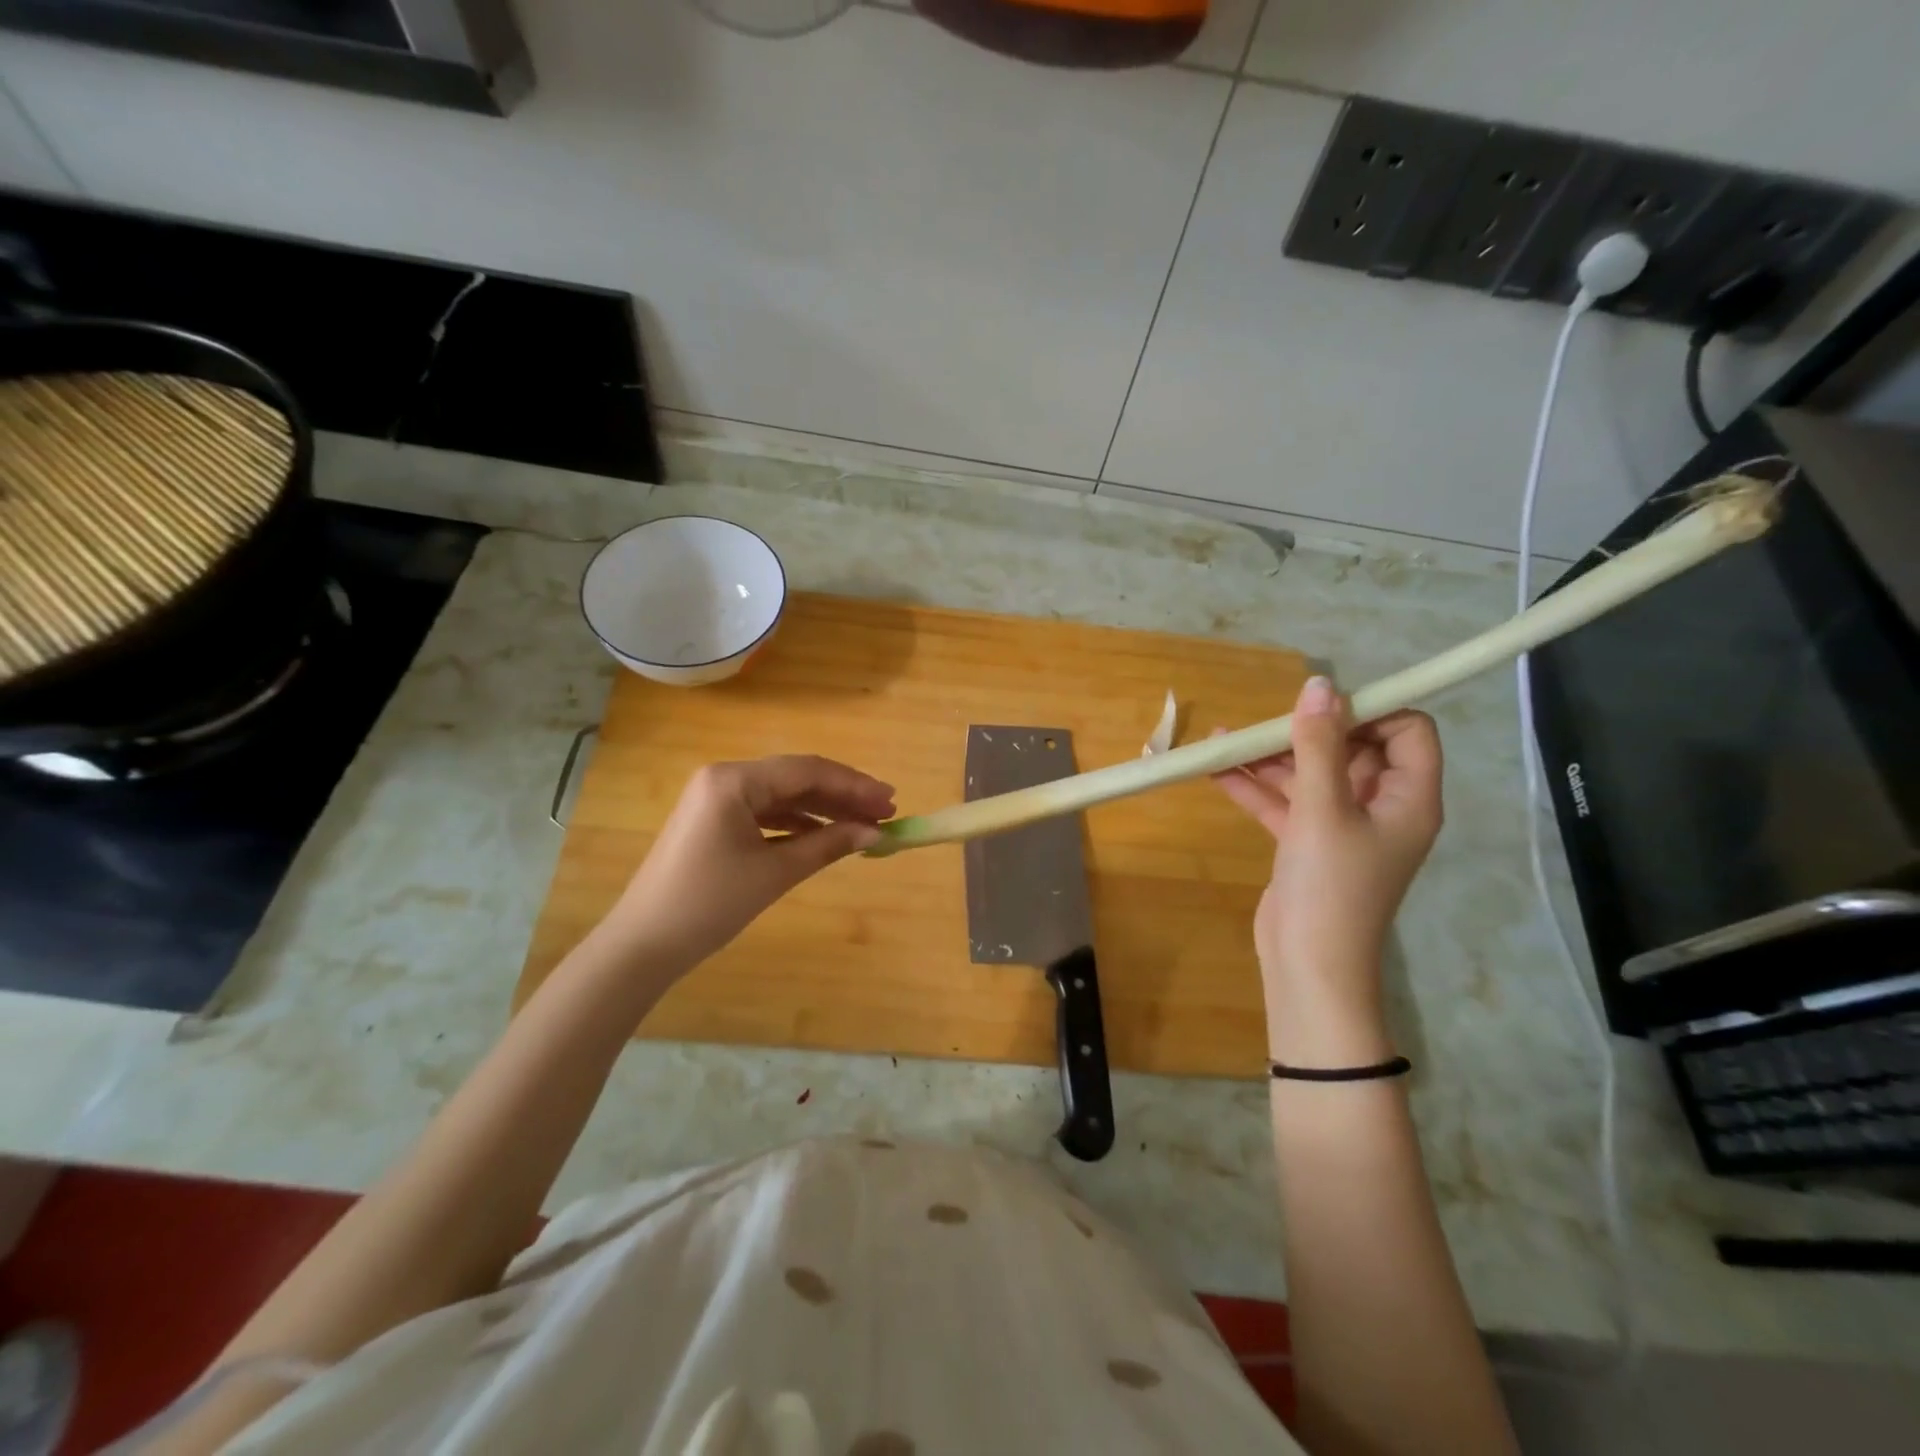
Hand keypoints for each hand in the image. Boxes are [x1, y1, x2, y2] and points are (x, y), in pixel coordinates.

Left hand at [600, 755, 894, 975]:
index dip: (854, 785)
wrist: (644, 944)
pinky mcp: (714, 820)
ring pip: (783, 795)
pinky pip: (765, 812)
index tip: (890, 801)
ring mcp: (716, 799)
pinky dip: (797, 823)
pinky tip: (825, 836)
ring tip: (863, 826)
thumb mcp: (775, 873)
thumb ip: (828, 845)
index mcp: (734, 780)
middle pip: (796, 778)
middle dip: (842, 796)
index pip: (807, 771)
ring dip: (823, 810)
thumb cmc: (710, 904)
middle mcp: (724, 778)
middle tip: (885, 813)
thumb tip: (875, 833)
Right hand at [1212, 676, 1442, 1059]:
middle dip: (1305, 733)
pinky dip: (1254, 786)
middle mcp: (1380, 806)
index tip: (1320, 706)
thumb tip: (1319, 685)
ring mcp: (1341, 825)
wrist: (1308, 965)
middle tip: (1263, 726)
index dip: (1369, 711)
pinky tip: (1214, 768)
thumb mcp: (1323, 809)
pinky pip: (1283, 802)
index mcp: (1407, 797)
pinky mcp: (1307, 842)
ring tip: (1222, 740)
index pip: (1407, 731)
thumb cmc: (1330, 886)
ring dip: (1270, 758)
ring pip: (1309, 774)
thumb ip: (1319, 746)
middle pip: (1350, 748)